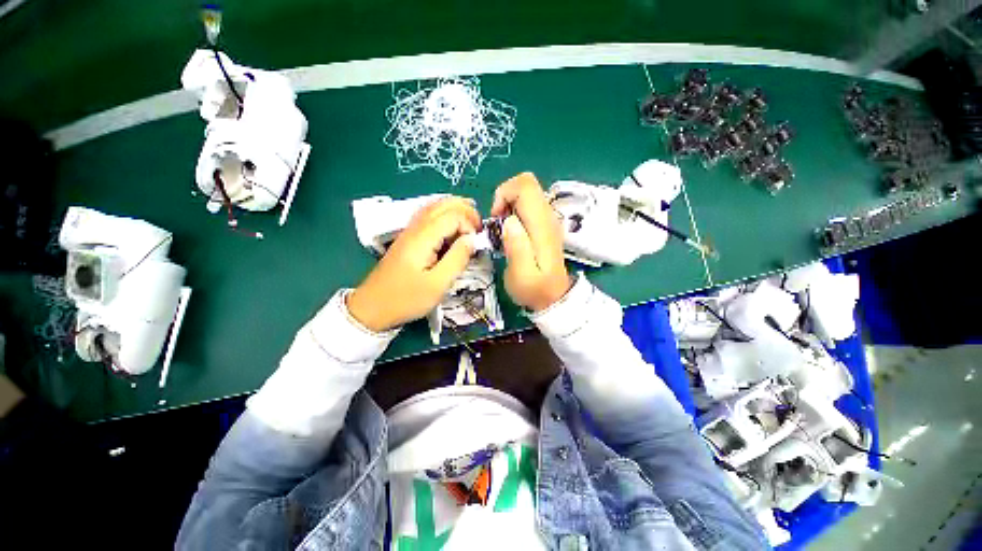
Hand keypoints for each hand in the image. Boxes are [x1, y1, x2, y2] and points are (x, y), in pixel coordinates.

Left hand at [348, 197, 479, 331]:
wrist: (372, 307)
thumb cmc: (406, 299)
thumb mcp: (437, 285)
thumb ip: (457, 259)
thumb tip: (472, 239)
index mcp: (423, 238)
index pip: (452, 216)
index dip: (469, 225)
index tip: (476, 244)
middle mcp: (415, 229)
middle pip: (442, 205)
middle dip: (465, 210)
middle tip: (480, 226)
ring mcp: (409, 232)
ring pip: (434, 207)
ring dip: (455, 208)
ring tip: (471, 219)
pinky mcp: (407, 239)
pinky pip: (428, 217)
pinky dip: (444, 215)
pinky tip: (452, 225)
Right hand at [491, 173, 571, 311]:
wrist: (553, 297)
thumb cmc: (534, 289)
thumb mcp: (521, 275)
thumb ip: (517, 247)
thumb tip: (509, 220)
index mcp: (542, 225)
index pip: (526, 186)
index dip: (505, 194)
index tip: (496, 217)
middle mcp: (547, 216)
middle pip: (526, 184)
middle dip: (504, 198)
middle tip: (497, 224)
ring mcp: (547, 219)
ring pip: (526, 192)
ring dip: (508, 206)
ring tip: (503, 231)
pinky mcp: (544, 224)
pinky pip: (527, 204)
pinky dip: (513, 211)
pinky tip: (511, 232)